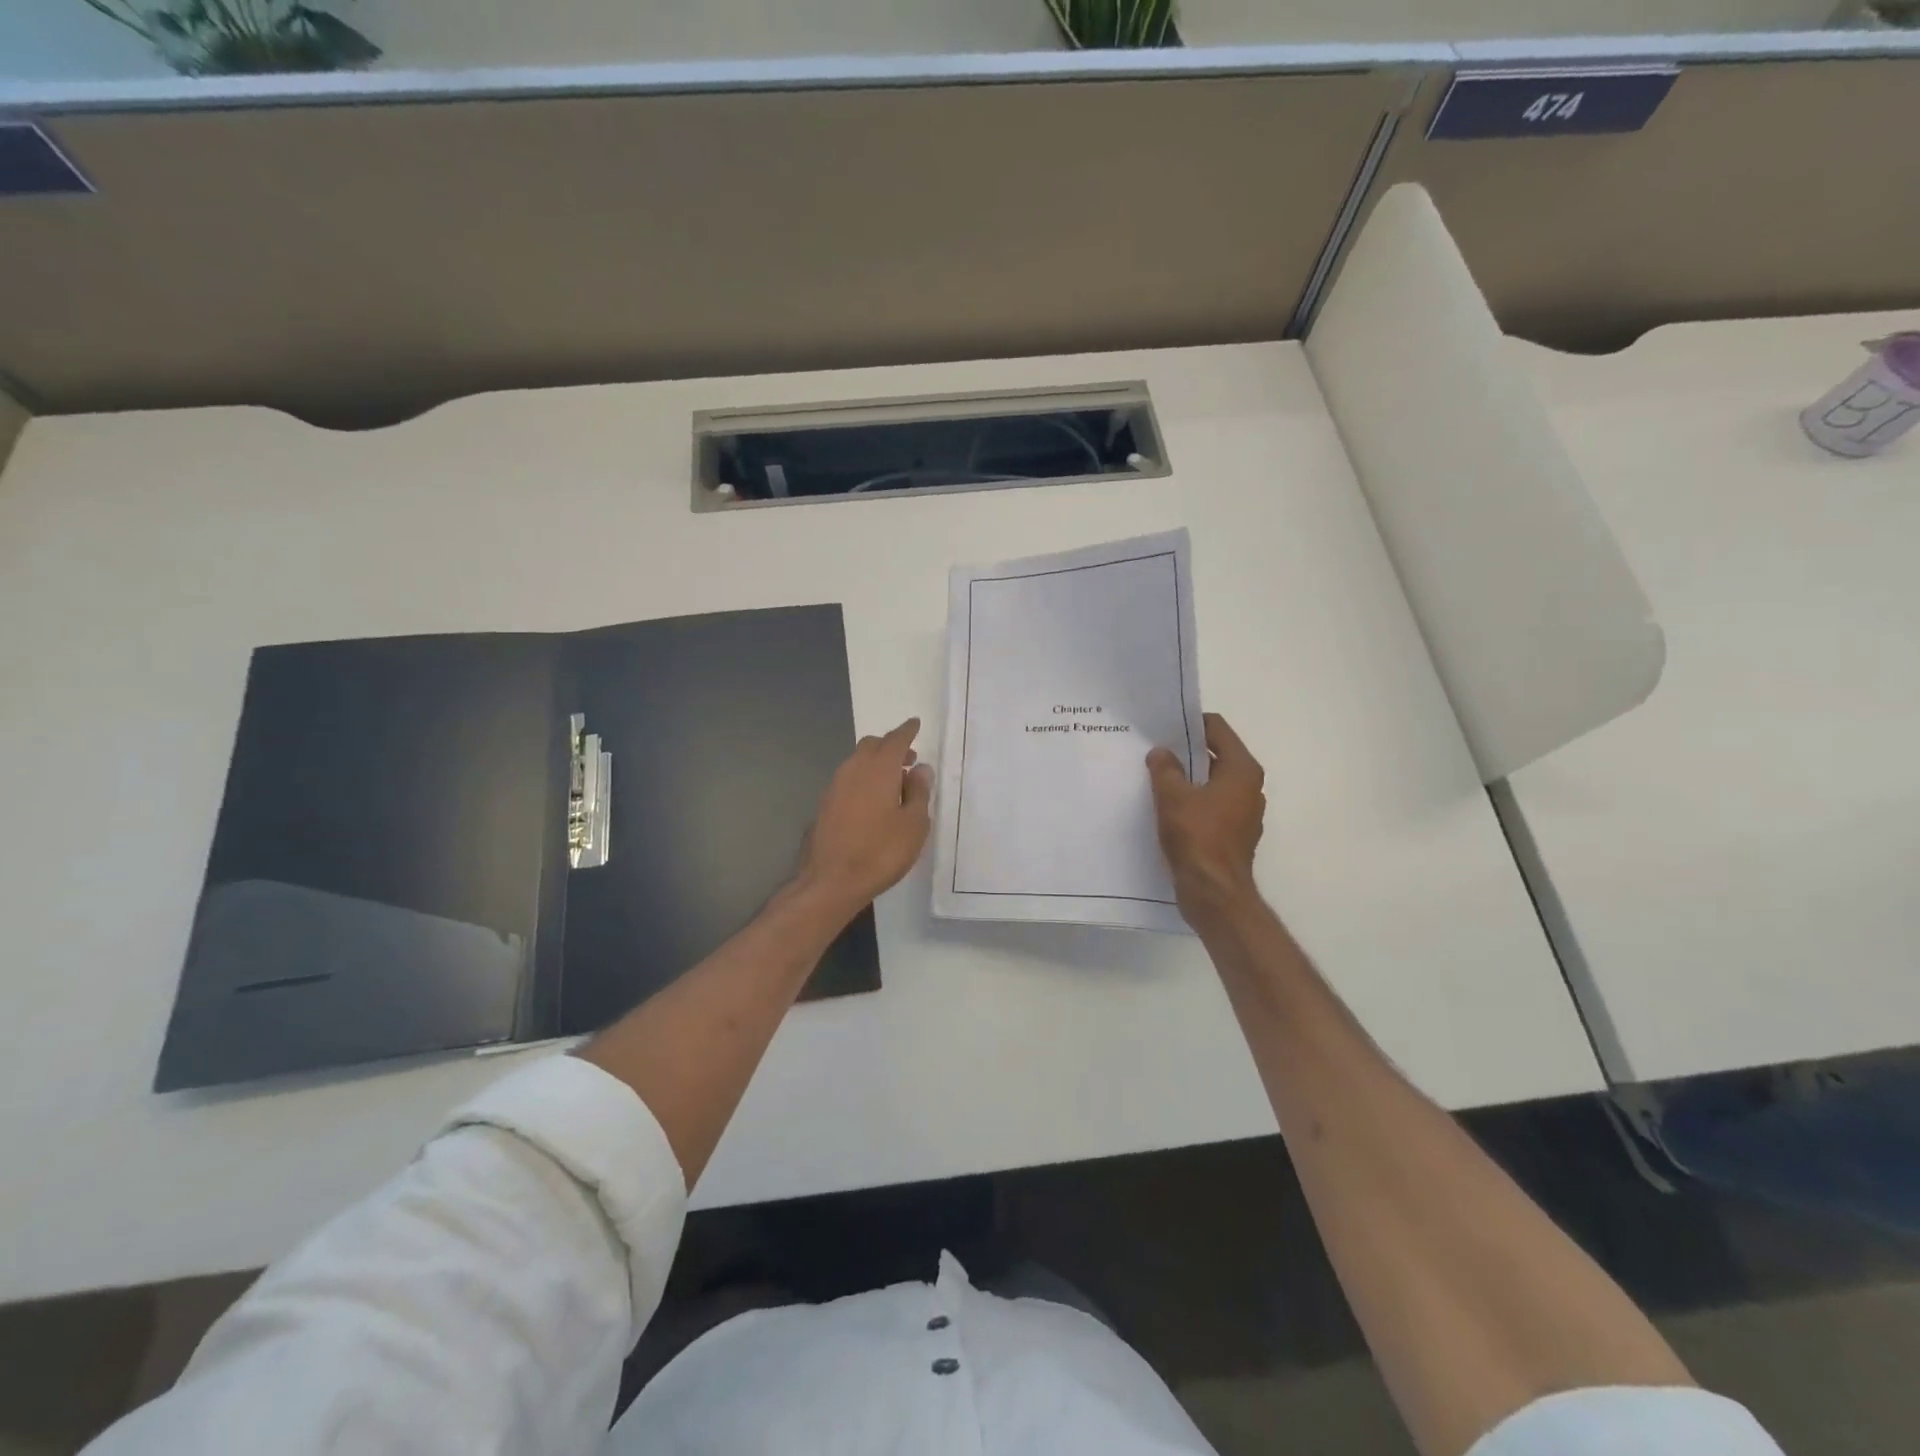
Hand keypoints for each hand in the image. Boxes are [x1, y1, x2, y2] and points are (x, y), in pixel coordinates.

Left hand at [794, 717, 934, 919]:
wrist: (831, 881)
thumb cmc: (880, 851)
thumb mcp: (914, 824)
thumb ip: (919, 793)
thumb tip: (920, 769)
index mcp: (878, 768)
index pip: (895, 739)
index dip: (907, 731)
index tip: (915, 724)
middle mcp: (853, 769)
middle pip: (872, 746)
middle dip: (890, 746)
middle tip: (909, 759)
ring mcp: (834, 786)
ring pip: (857, 762)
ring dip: (875, 764)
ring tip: (894, 783)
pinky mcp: (825, 805)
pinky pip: (848, 780)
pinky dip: (863, 780)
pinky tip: (872, 801)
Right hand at [1147, 713, 1265, 925]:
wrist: (1214, 893)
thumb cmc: (1197, 837)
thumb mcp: (1172, 796)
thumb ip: (1165, 768)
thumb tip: (1161, 753)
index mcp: (1242, 770)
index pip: (1217, 729)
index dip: (1190, 723)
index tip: (1163, 725)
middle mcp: (1249, 787)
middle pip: (1215, 755)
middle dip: (1186, 751)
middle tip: (1154, 749)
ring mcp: (1243, 812)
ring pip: (1212, 782)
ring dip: (1187, 778)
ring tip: (1156, 776)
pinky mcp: (1232, 834)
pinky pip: (1210, 805)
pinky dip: (1192, 801)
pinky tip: (1166, 806)